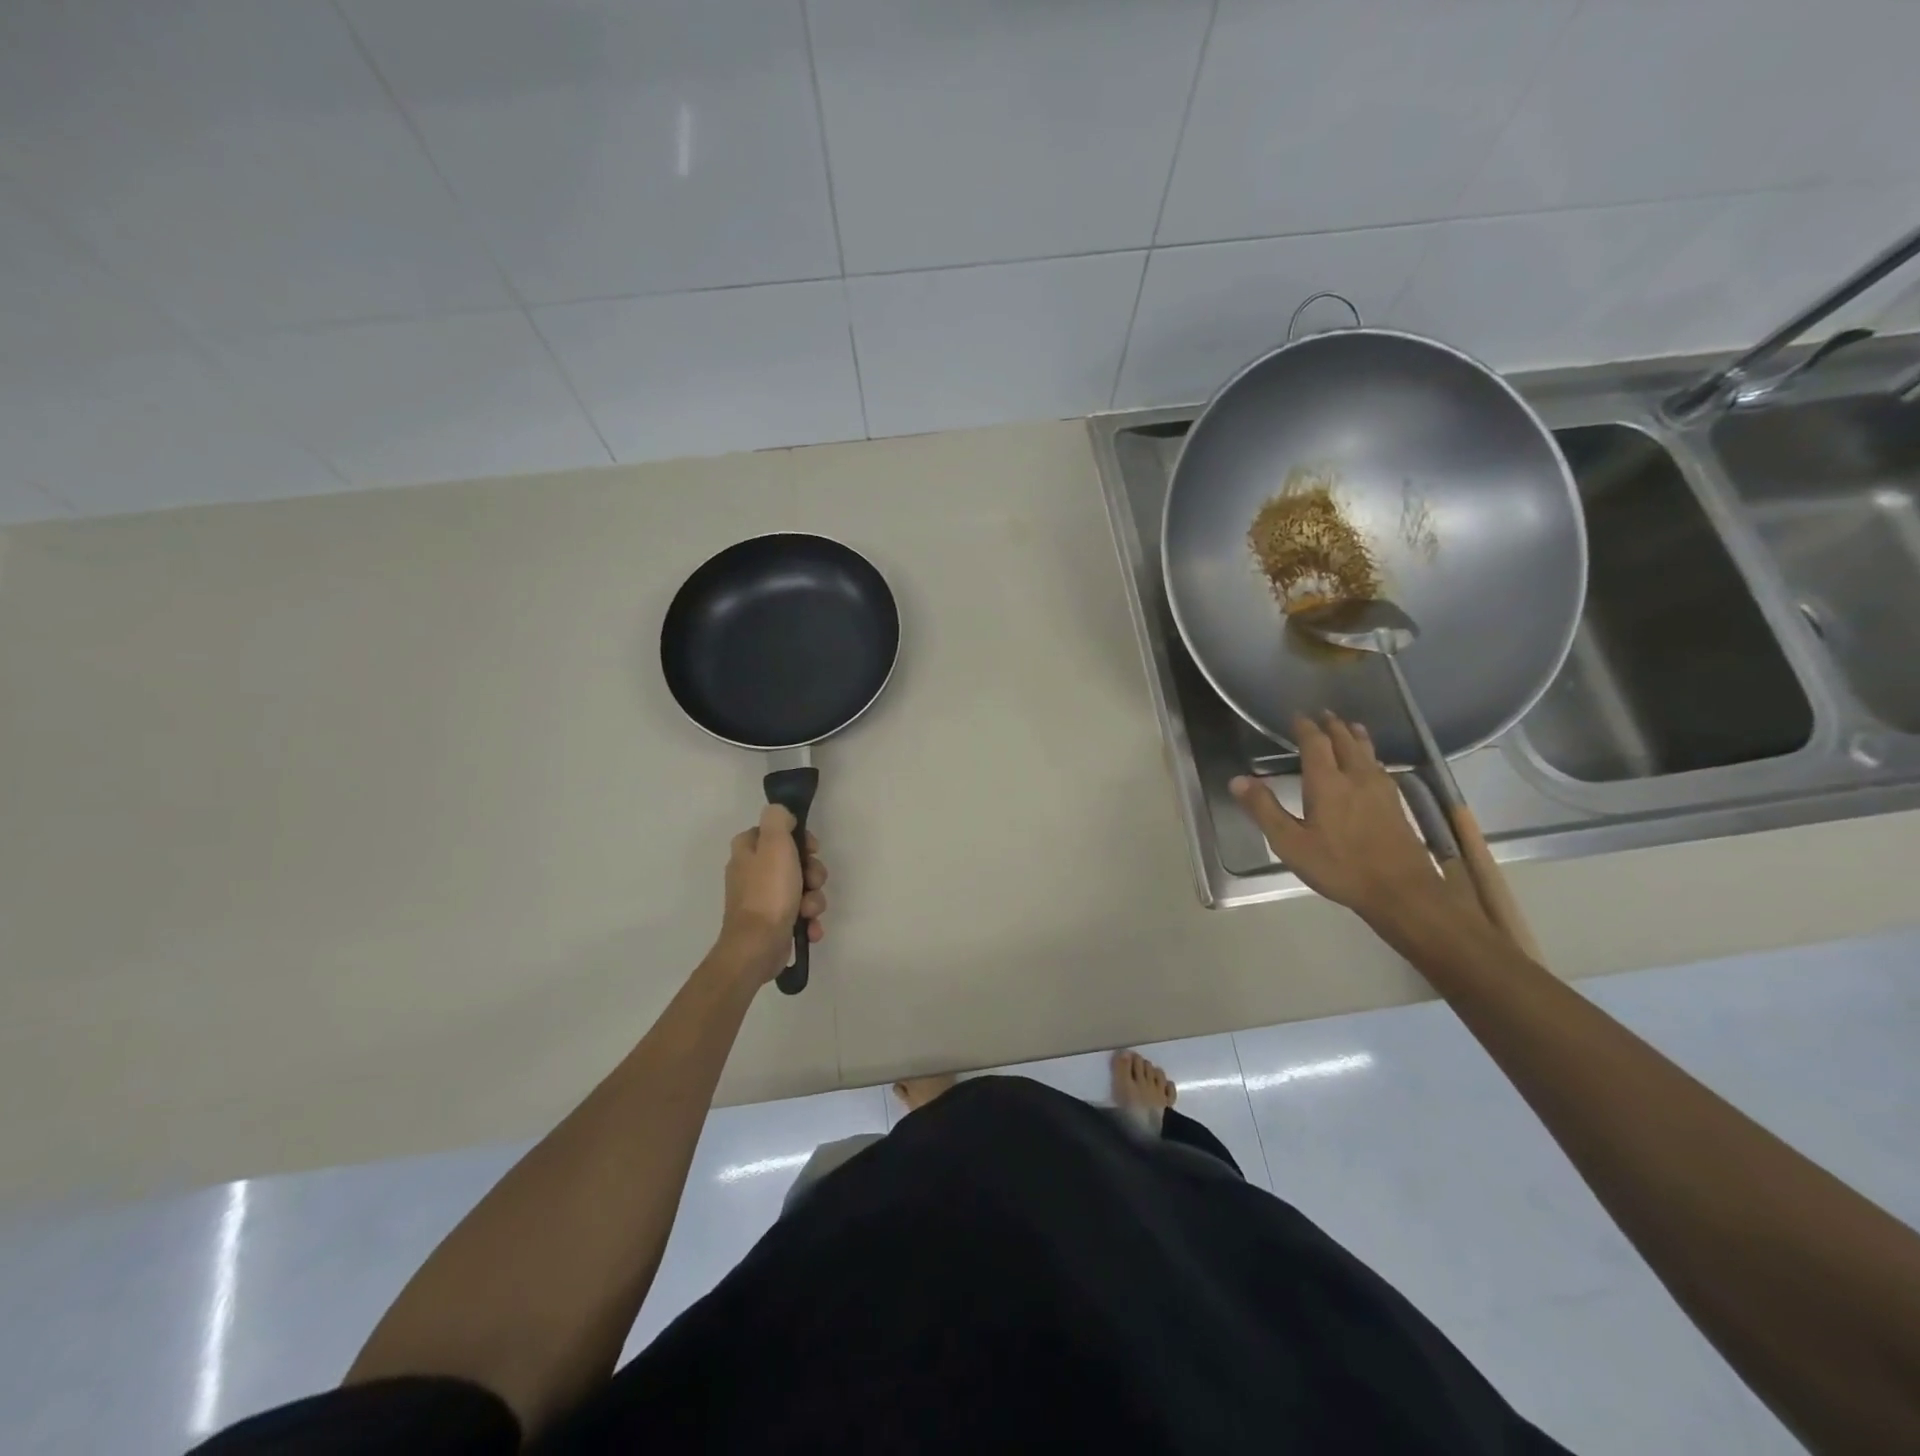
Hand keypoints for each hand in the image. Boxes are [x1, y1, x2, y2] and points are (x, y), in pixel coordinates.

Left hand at [720, 805, 828, 981]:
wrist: (758, 946)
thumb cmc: (768, 892)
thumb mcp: (775, 844)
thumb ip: (778, 819)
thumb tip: (782, 814)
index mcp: (747, 851)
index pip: (776, 832)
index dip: (799, 838)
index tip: (812, 849)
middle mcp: (752, 872)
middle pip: (794, 861)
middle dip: (812, 873)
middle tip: (813, 881)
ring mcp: (762, 899)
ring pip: (801, 888)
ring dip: (813, 899)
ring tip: (809, 911)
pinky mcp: (772, 923)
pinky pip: (799, 914)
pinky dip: (808, 921)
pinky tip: (810, 928)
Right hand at [1229, 712, 1442, 922]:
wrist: (1401, 890)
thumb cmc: (1339, 866)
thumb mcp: (1290, 843)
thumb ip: (1264, 809)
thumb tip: (1238, 780)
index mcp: (1327, 783)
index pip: (1315, 744)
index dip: (1305, 728)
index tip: (1297, 716)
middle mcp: (1356, 777)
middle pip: (1345, 742)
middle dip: (1333, 726)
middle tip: (1323, 714)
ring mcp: (1382, 789)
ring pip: (1367, 752)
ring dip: (1355, 736)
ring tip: (1350, 727)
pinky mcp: (1396, 803)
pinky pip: (1380, 767)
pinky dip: (1370, 755)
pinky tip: (1372, 765)